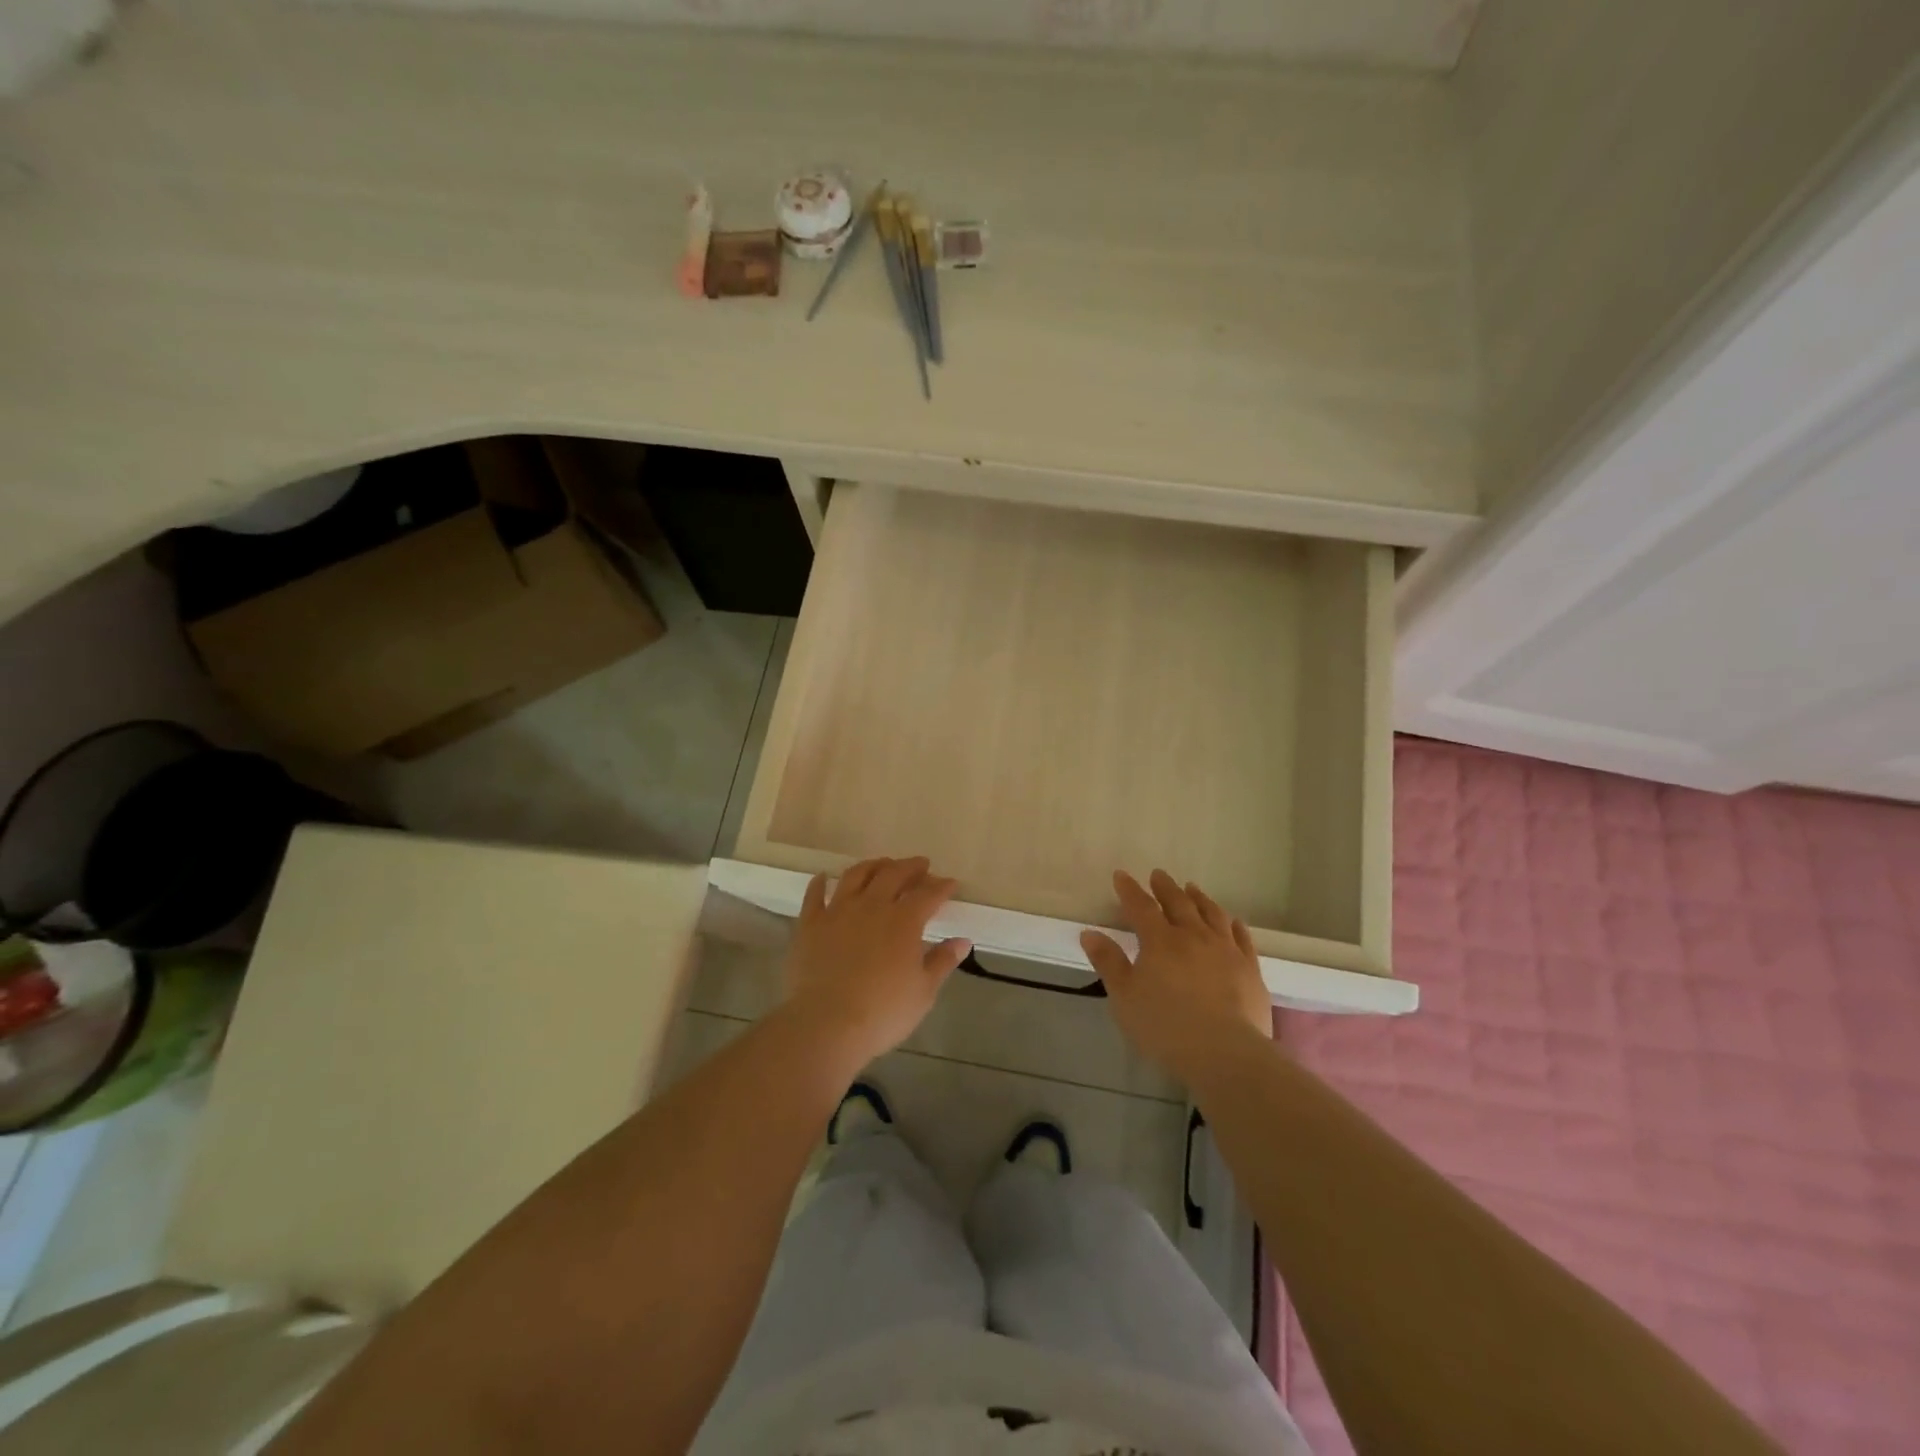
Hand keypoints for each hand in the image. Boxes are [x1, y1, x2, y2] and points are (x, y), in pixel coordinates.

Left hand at [782, 857, 971, 1069]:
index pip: (928, 894)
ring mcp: (838, 911)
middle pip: (893, 874)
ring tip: (882, 864)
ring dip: (873, 865)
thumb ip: (942, 962)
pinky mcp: (810, 923)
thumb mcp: (923, 992)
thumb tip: (962, 941)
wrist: (826, 1024)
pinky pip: (815, 895)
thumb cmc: (883, 1012)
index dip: (941, 886)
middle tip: (920, 865)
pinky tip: (824, 877)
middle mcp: (872, 906)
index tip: (950, 883)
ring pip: (856, 875)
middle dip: (911, 867)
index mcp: (904, 920)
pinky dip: (820, 883)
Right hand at [1081, 869, 1271, 1081]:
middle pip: (1178, 903)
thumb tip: (1089, 933)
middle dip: (1165, 887)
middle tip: (1158, 875)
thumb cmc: (1165, 1027)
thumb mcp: (1124, 998)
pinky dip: (1234, 924)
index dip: (1129, 890)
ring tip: (1192, 888)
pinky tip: (1232, 921)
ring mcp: (1226, 950)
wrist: (1225, 1053)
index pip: (1141, 907)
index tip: (1121, 875)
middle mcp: (1194, 936)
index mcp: (1160, 941)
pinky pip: (1242, 937)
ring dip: (1199, 898)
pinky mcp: (1250, 968)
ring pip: (1212, 914)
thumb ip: (1108, 963)